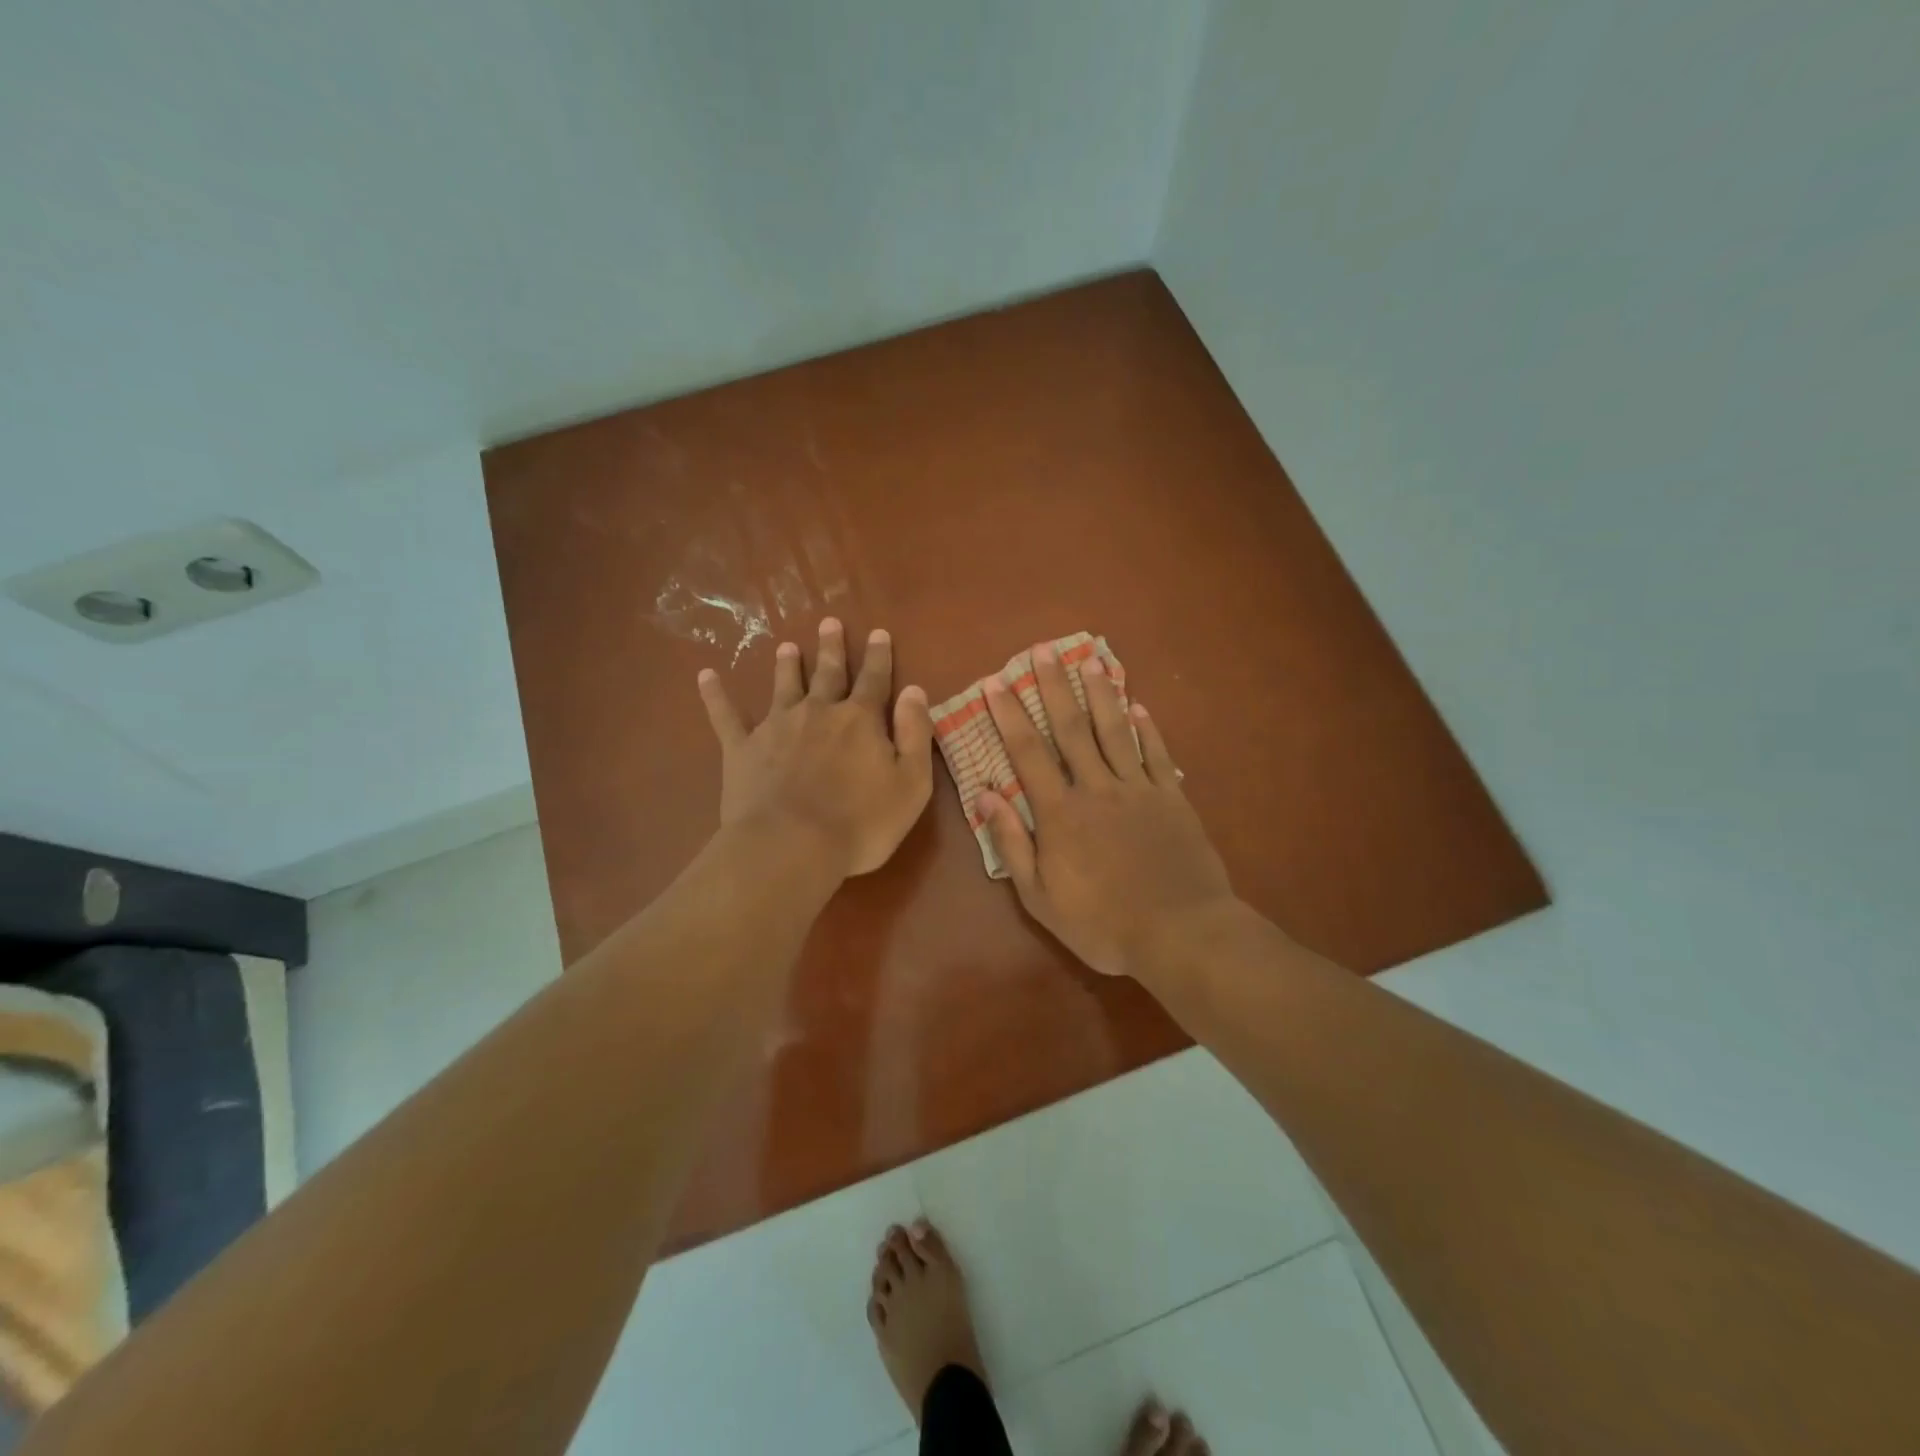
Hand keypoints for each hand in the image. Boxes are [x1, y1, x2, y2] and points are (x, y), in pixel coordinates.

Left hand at [698, 618, 933, 878]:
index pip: (875, 679)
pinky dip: (715, 696)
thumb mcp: (911, 783)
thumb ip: (915, 734)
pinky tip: (705, 676)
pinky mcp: (742, 749)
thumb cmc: (861, 822)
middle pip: (828, 673)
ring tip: (786, 646)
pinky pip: (726, 716)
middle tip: (829, 622)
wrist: (792, 846)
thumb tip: (915, 691)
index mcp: (860, 720)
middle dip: (832, 648)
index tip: (879, 633)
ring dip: (787, 665)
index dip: (879, 656)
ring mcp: (776, 727)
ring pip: (783, 686)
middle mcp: (818, 712)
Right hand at [977, 643, 1235, 977]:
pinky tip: (1138, 705)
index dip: (1010, 715)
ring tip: (1088, 660)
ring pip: (1114, 731)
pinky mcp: (1172, 798)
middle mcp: (1097, 788)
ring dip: (1099, 694)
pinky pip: (1156, 754)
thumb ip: (1012, 843)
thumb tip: (986, 794)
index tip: (997, 682)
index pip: (1028, 752)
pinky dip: (1146, 728)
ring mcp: (1139, 789)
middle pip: (1071, 728)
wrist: (1180, 934)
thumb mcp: (1041, 897)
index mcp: (1060, 812)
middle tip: (1043, 650)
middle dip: (1053, 687)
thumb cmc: (1102, 923)